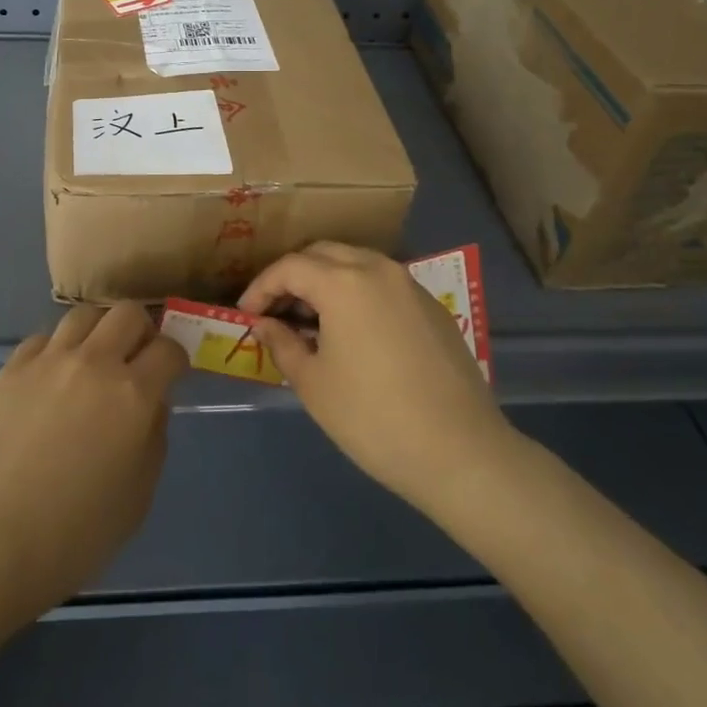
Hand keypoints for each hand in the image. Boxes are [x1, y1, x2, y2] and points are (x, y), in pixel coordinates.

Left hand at [0, 303, 186, 629]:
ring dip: (99, 331)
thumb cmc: (71, 538)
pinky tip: (52, 378)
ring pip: (84, 315)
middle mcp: (94, 363)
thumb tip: (151, 406)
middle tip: (136, 359)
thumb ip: (153, 441)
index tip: (173, 373)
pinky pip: (43, 339)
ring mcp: (48, 361)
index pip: (168, 349)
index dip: (176, 358)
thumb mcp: (136, 500)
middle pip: (127, 313)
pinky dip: (57, 349)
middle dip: (141, 330)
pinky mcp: (11, 369)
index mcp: (133, 395)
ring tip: (94, 359)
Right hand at [240, 241, 509, 518]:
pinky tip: (352, 331)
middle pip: (323, 253)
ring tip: (310, 320)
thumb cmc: (373, 418)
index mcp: (343, 282)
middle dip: (293, 276)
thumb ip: (282, 343)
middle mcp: (377, 269)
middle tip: (275, 311)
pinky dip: (357, 293)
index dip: (261, 287)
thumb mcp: (313, 384)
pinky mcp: (432, 306)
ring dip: (326, 281)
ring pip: (355, 263)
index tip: (246, 314)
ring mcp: (410, 285)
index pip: (289, 267)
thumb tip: (263, 324)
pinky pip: (383, 283)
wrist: (460, 452)